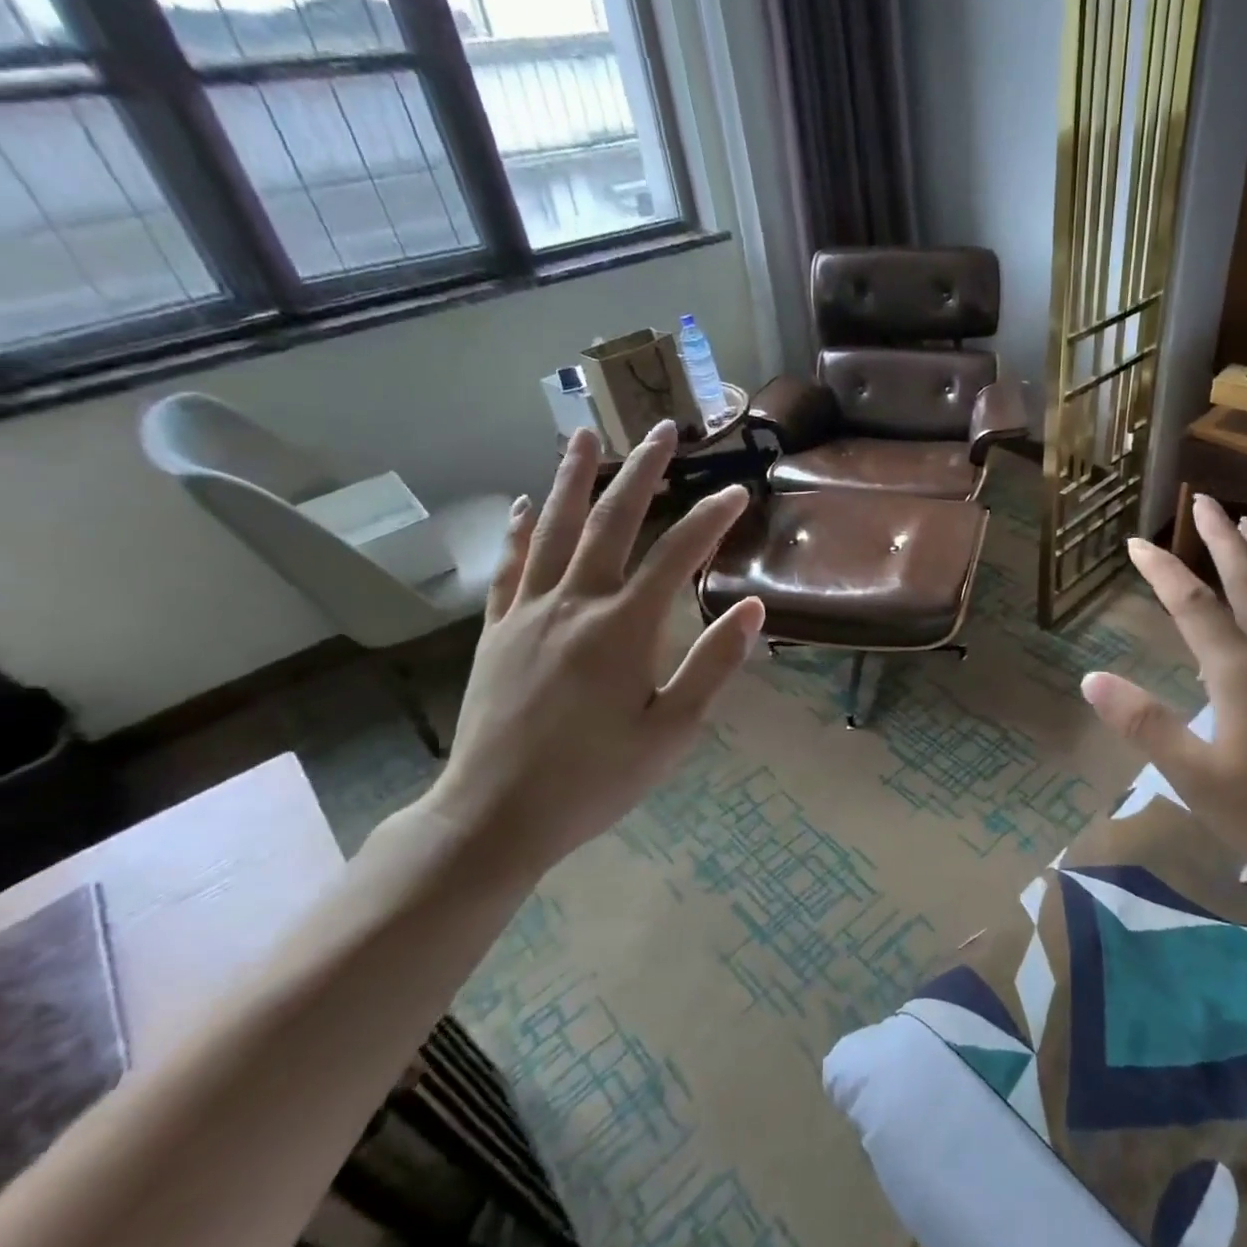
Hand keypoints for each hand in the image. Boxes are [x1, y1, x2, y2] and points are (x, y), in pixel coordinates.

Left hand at [423, 424, 763, 874]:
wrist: (494, 816)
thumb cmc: (596, 779)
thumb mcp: (672, 732)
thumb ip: (712, 665)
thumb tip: (752, 607)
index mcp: (622, 629)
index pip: (676, 556)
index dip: (711, 519)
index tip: (738, 492)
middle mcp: (573, 604)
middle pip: (612, 521)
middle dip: (643, 471)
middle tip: (665, 430)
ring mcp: (528, 613)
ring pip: (554, 529)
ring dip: (574, 478)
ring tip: (586, 434)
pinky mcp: (496, 631)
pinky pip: (510, 566)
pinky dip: (521, 530)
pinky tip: (528, 505)